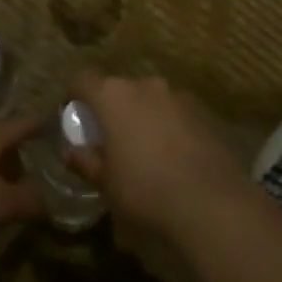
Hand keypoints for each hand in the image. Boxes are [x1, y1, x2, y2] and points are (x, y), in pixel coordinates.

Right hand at [67, 73, 247, 236]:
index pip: (82, 80)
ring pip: (148, 99)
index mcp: (113, 96)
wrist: (210, 201)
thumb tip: (70, 151)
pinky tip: (171, 155)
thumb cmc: (144, 188)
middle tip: (108, 138)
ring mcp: (177, 96)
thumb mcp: (104, 182)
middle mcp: (144, 85)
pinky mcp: (202, 112)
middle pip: (118, 89)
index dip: (73, 96)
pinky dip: (166, 125)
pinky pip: (173, 112)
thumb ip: (85, 161)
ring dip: (141, 116)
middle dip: (110, 109)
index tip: (72, 117)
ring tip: (142, 148)